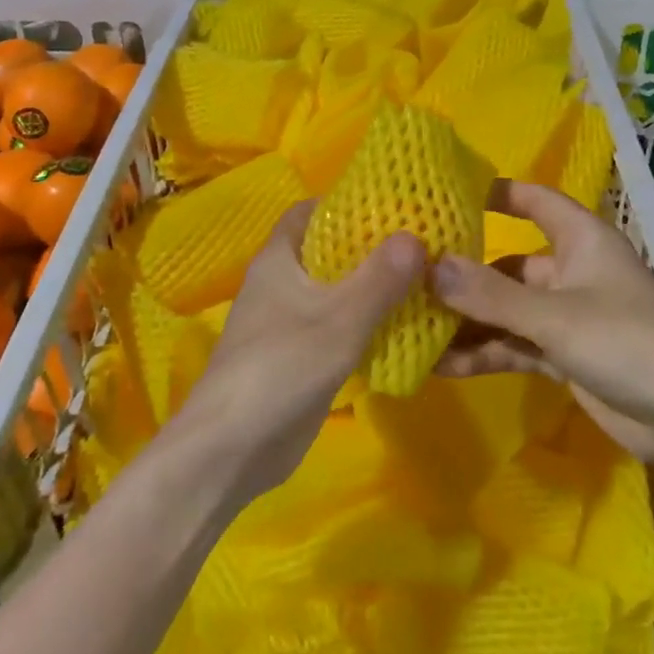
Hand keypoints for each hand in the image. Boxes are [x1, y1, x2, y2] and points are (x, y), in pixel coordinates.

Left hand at [173, 202, 424, 502]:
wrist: (232, 449)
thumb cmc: (281, 368)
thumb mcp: (340, 319)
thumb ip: (380, 278)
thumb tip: (416, 236)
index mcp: (279, 261)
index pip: (309, 213)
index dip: (344, 203)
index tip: (389, 205)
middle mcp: (280, 285)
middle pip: (327, 251)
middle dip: (369, 247)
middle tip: (419, 243)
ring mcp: (287, 323)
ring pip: (335, 292)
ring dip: (371, 288)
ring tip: (421, 280)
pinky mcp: (299, 358)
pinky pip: (337, 328)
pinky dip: (365, 323)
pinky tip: (402, 327)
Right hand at [433, 181, 653, 461]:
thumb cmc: (630, 343)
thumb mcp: (555, 316)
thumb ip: (491, 295)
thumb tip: (427, 266)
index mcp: (581, 240)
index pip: (536, 201)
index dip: (498, 194)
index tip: (447, 195)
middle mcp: (572, 272)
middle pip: (509, 265)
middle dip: (464, 276)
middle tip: (408, 282)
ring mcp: (568, 317)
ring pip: (507, 311)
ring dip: (468, 322)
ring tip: (413, 330)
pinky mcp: (565, 357)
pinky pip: (515, 347)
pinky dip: (485, 354)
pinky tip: (441, 366)